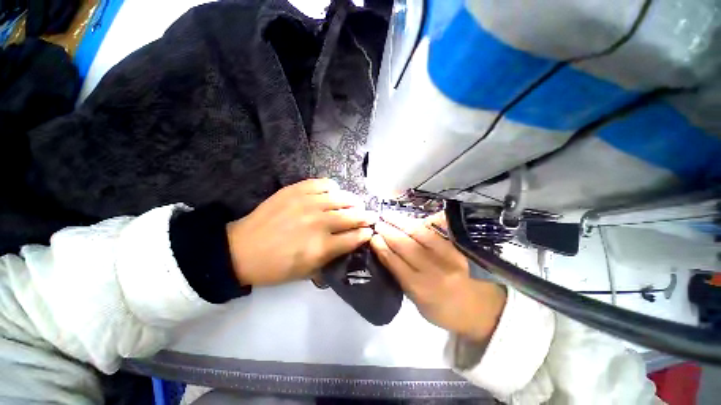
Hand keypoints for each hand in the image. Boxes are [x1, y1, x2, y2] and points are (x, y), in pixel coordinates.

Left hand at [227, 179, 376, 285]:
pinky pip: (323, 184)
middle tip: (370, 215)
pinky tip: (333, 193)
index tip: (370, 231)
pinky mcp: (295, 190)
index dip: (365, 233)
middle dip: (366, 216)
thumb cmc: (276, 267)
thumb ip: (332, 258)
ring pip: (341, 197)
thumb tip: (350, 244)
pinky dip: (332, 187)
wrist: (241, 249)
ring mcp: (307, 203)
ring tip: (355, 203)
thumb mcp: (306, 273)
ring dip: (353, 201)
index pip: (354, 237)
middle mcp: (319, 222)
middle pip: (352, 215)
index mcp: (321, 247)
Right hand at [370, 213, 505, 342]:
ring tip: (389, 215)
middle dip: (387, 231)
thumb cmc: (447, 310)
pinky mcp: (461, 247)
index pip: (394, 261)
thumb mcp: (419, 303)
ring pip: (420, 233)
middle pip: (404, 244)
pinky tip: (414, 217)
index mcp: (421, 288)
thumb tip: (386, 253)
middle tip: (378, 222)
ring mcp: (450, 255)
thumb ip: (403, 278)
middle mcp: (434, 270)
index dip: (381, 246)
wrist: (485, 310)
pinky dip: (425, 220)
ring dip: (401, 221)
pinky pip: (440, 228)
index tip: (372, 236)